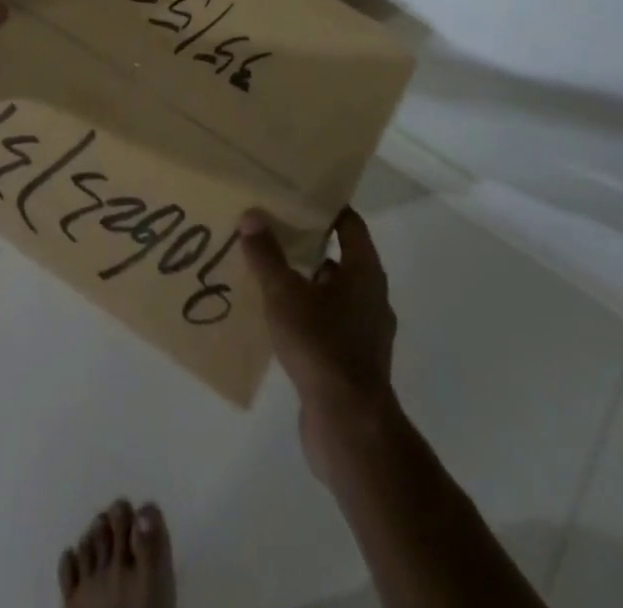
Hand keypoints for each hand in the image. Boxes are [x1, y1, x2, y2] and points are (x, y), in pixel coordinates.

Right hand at [240, 207, 399, 482]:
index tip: (297, 194)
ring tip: (266, 271)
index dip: (326, 207)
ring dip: (304, 282)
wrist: (348, 427)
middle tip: (272, 228)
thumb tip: (252, 216)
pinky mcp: (352, 362)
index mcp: (364, 272)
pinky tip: (275, 318)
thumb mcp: (285, 295)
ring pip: (331, 293)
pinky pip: (327, 324)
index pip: (350, 224)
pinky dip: (305, 314)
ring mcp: (364, 332)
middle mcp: (371, 297)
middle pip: (340, 257)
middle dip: (308, 243)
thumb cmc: (322, 347)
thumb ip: (267, 255)